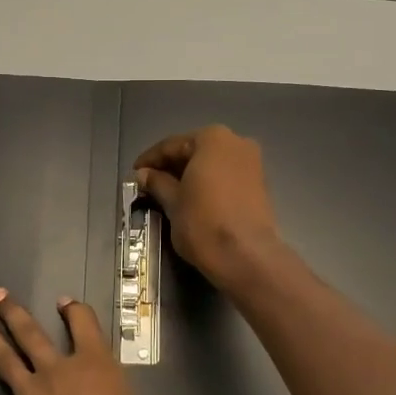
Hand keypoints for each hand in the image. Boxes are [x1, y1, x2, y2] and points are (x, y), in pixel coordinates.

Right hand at [133, 125, 283, 289]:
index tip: (134, 174)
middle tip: (149, 185)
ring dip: (190, 176)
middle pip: (194, 151)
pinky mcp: (260, 184)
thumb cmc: (203, 222)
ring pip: (212, 164)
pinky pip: (226, 177)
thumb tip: (143, 174)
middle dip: (171, 167)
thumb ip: (157, 182)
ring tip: (168, 194)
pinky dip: (208, 184)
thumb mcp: (173, 201)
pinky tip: (193, 199)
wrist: (246, 256)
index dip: (150, 160)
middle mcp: (236, 142)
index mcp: (212, 138)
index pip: (172, 145)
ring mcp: (252, 162)